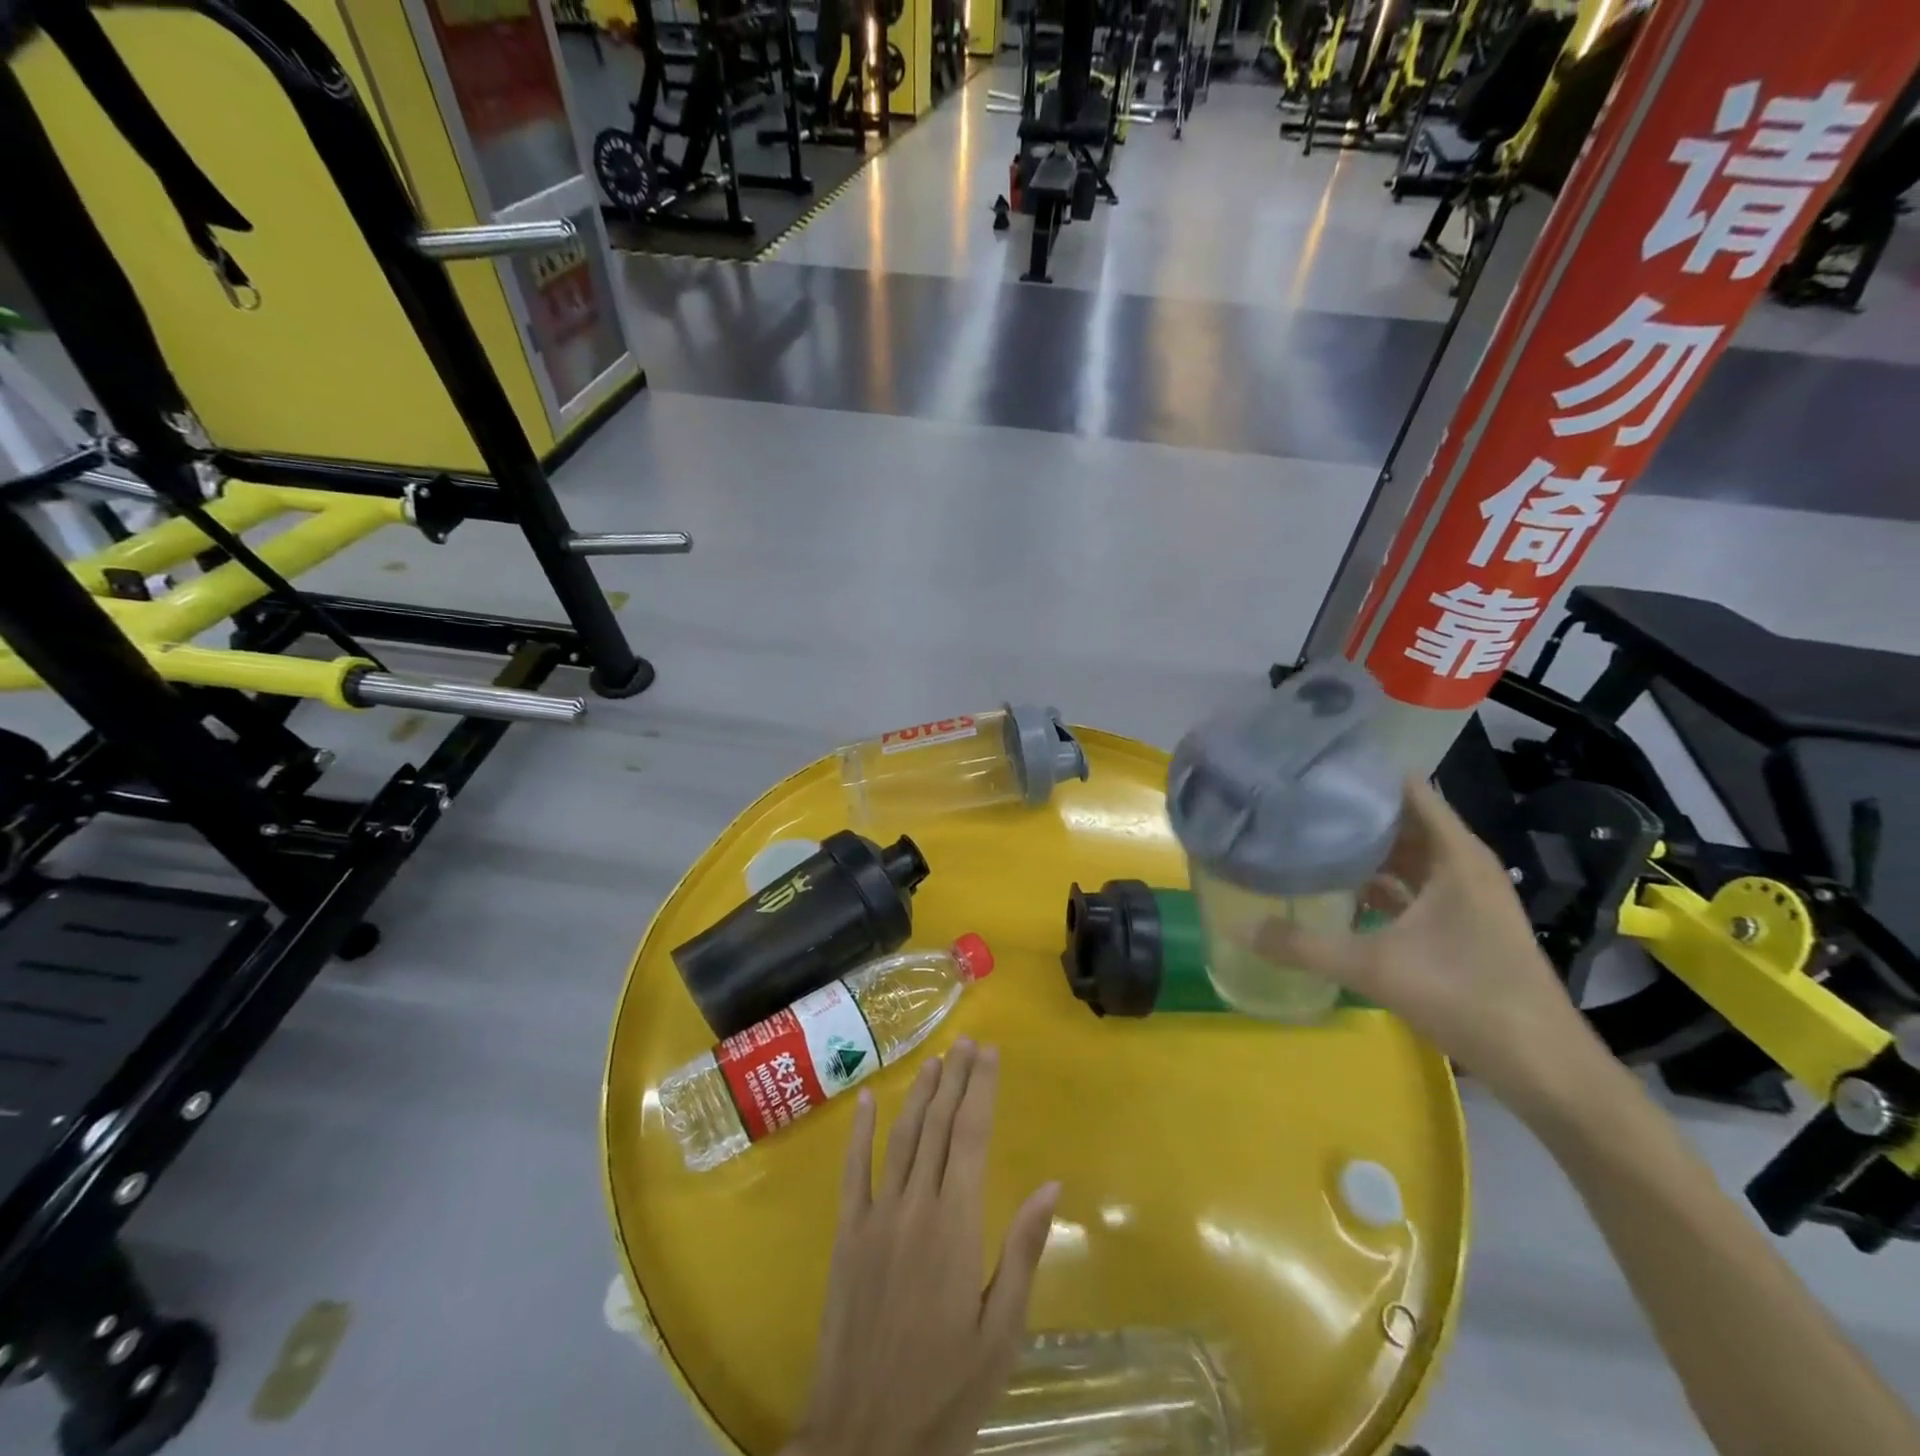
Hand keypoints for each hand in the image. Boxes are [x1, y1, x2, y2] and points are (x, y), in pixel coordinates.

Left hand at [786, 1040, 1060, 1455]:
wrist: (864, 1438)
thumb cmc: (946, 1390)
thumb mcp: (1001, 1332)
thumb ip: (1022, 1251)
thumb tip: (1050, 1185)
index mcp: (956, 1224)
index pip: (971, 1136)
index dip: (981, 1089)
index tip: (990, 1052)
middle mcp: (914, 1205)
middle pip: (938, 1125)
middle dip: (956, 1079)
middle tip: (969, 1043)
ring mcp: (875, 1216)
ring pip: (901, 1138)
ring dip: (921, 1094)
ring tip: (937, 1060)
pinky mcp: (847, 1234)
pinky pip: (853, 1170)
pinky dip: (861, 1130)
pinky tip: (869, 1098)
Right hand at [1256, 776, 1609, 1114]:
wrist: (1544, 1066)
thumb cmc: (1466, 998)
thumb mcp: (1374, 968)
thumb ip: (1303, 945)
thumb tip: (1238, 927)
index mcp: (1454, 855)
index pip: (1408, 788)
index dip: (1363, 775)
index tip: (1313, 770)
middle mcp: (1462, 864)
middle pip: (1403, 819)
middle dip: (1353, 811)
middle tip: (1295, 802)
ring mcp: (1466, 895)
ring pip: (1408, 855)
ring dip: (1365, 849)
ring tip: (1307, 837)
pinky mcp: (1463, 923)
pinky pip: (1414, 885)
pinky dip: (1380, 882)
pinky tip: (1339, 892)